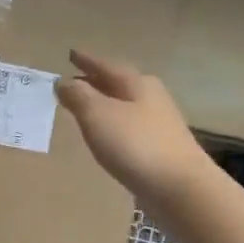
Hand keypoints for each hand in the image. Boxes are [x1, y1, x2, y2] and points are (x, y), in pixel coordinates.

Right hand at [55, 49, 210, 204]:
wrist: (179, 188)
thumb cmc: (135, 145)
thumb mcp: (98, 115)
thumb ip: (78, 96)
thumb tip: (63, 82)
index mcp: (137, 83)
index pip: (105, 65)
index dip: (86, 60)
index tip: (70, 54)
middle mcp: (151, 97)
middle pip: (118, 83)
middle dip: (96, 81)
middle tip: (74, 81)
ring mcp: (159, 123)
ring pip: (125, 105)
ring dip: (105, 103)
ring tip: (85, 108)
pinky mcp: (161, 148)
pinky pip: (130, 127)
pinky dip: (114, 124)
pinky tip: (106, 135)